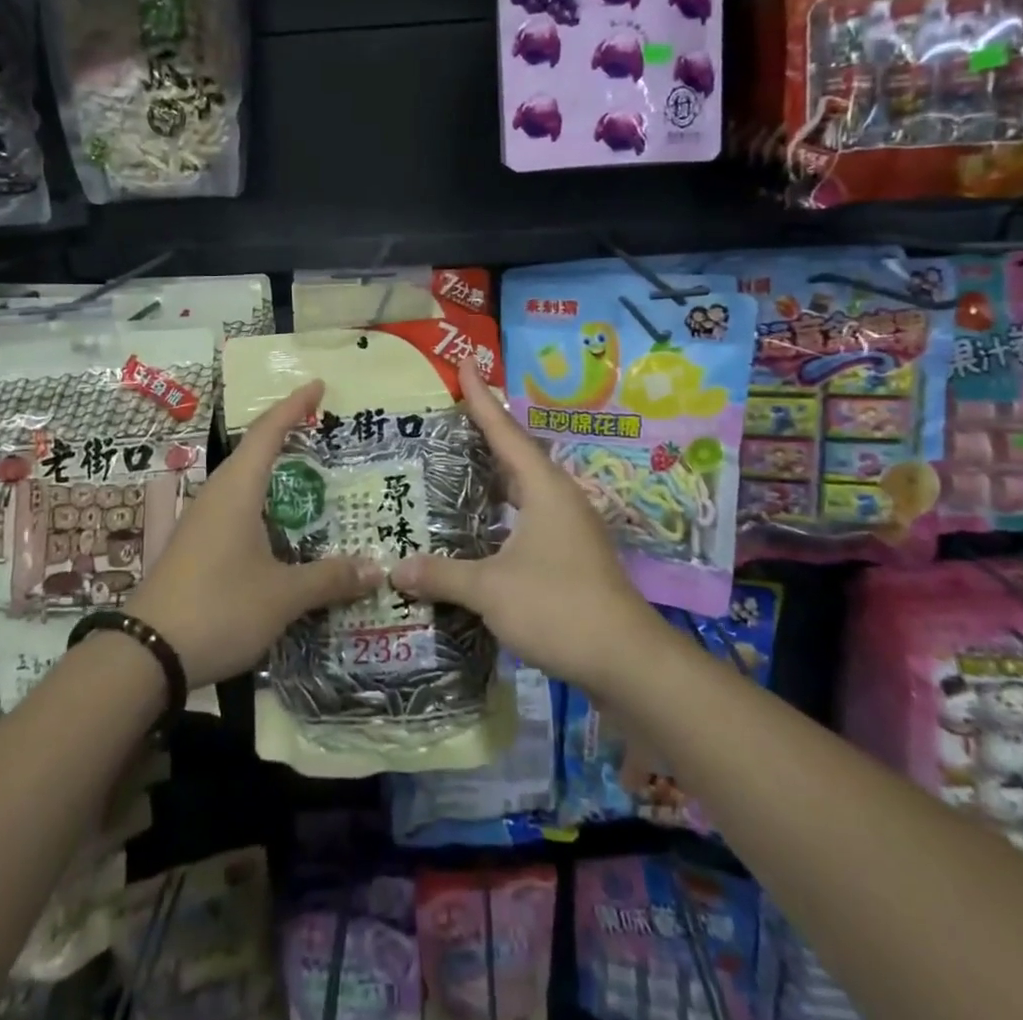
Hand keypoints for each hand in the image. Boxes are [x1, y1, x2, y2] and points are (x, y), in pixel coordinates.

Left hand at [125, 381, 382, 686]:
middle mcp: (217, 495)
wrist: (145, 654)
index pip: (269, 432)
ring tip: (309, 475)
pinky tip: (280, 528)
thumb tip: (376, 568)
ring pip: (244, 483)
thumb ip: (329, 578)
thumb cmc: (219, 608)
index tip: (317, 384)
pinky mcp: (195, 547)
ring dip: (275, 473)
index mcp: (238, 489)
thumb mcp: (283, 595)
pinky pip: (236, 509)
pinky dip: (264, 505)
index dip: (294, 405)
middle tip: (322, 429)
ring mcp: (202, 521)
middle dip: (287, 435)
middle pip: (254, 451)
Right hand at [391, 358, 663, 693]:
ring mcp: (570, 526)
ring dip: (495, 473)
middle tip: (451, 414)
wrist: (626, 659)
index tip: (466, 363)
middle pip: (516, 453)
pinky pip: (530, 514)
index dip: (482, 398)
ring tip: (460, 463)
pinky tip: (483, 523)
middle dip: (485, 431)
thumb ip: (443, 575)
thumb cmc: (558, 607)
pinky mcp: (572, 554)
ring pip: (525, 486)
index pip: (504, 431)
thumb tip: (396, 569)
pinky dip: (503, 508)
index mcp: (543, 488)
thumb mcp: (490, 589)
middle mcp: (559, 497)